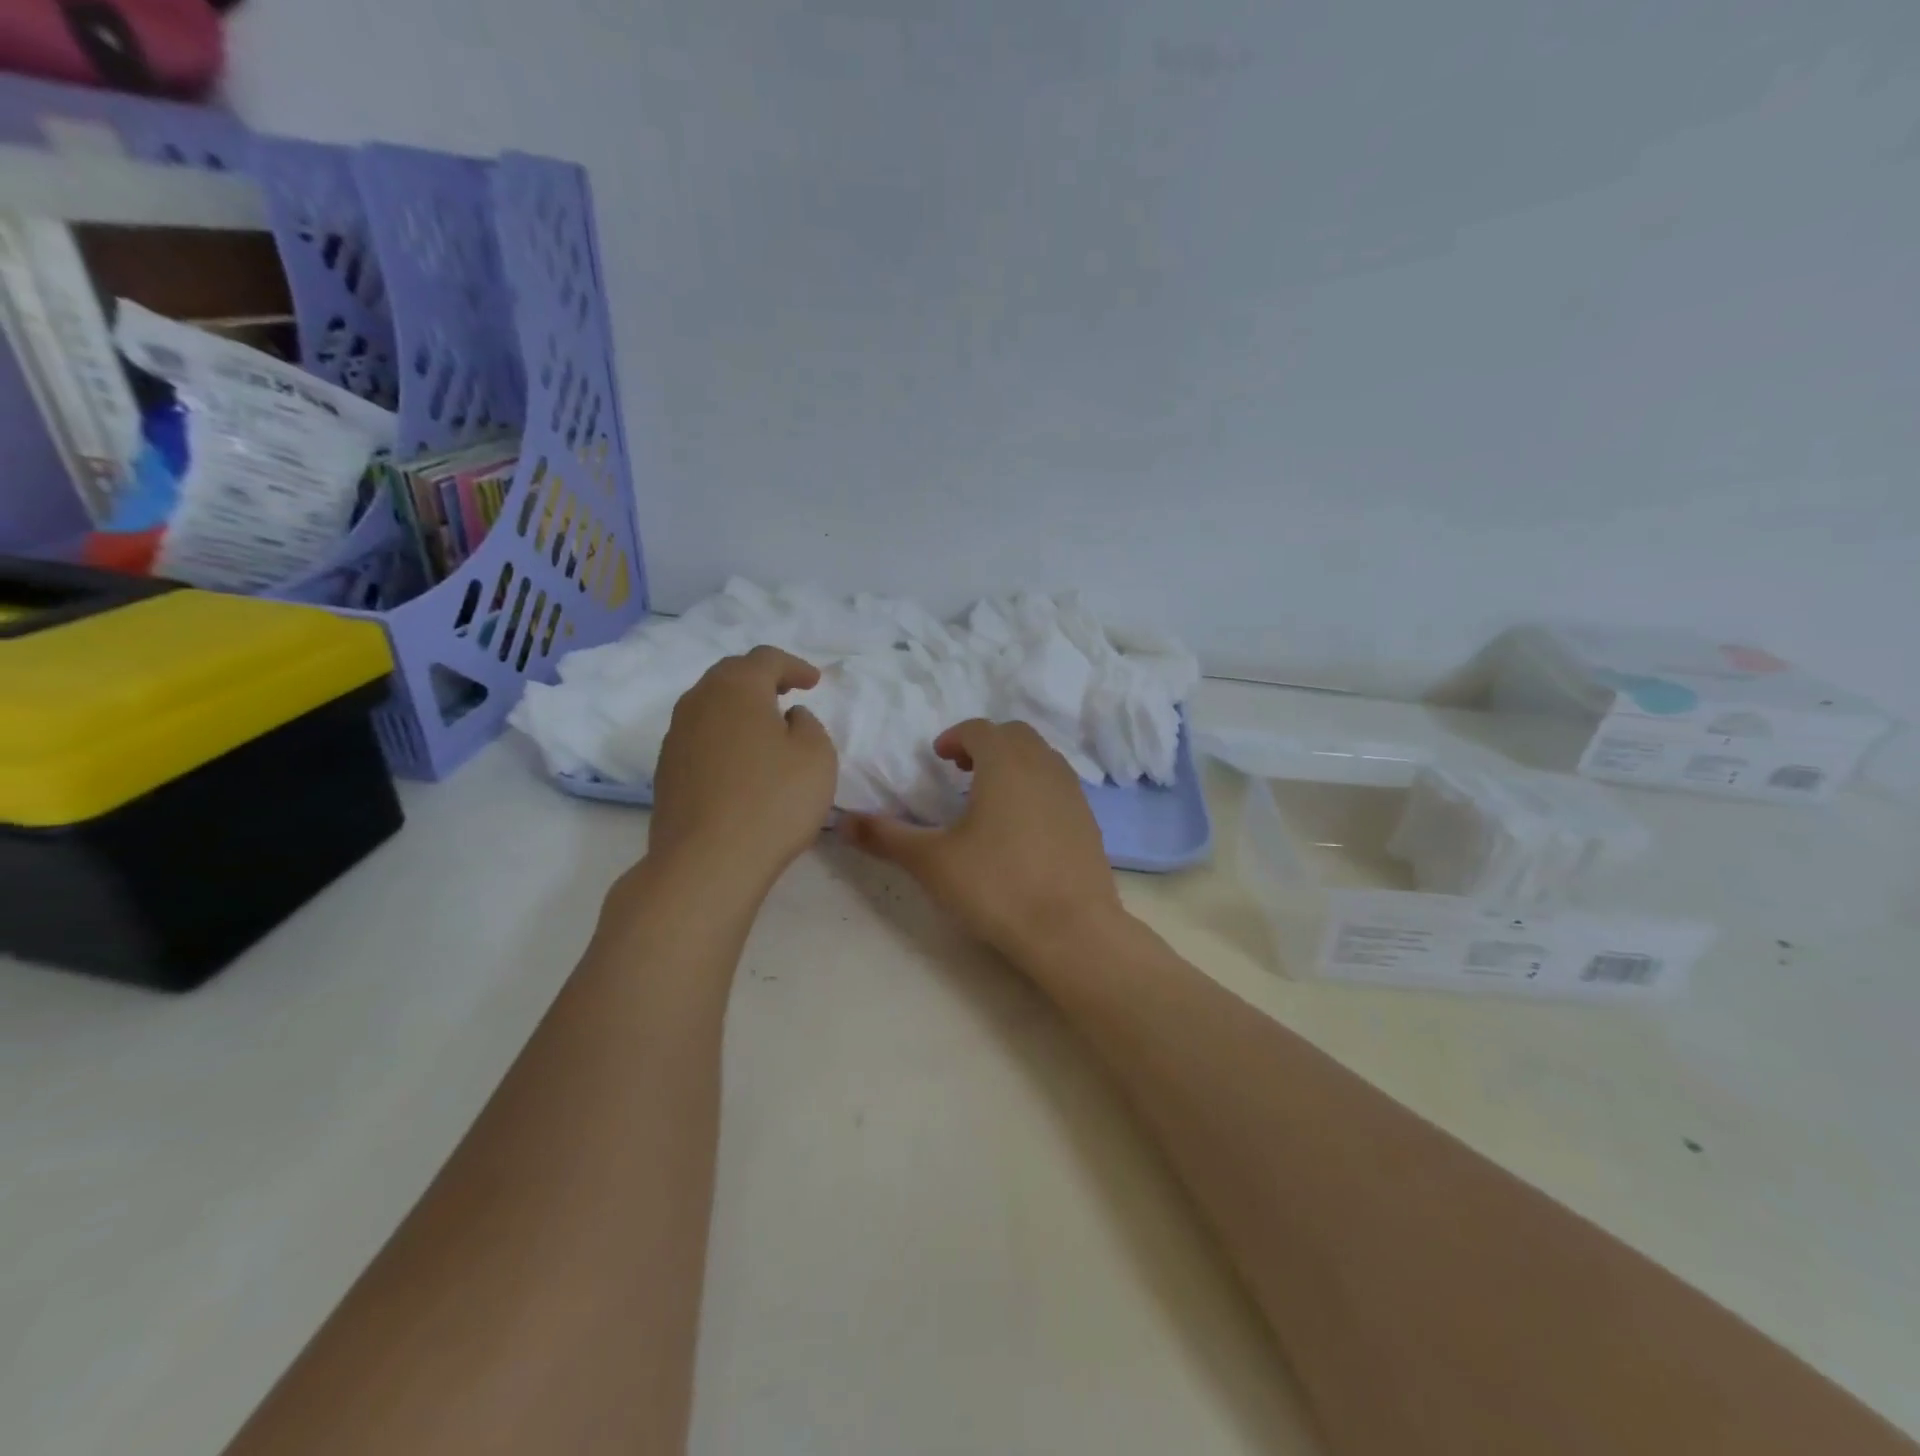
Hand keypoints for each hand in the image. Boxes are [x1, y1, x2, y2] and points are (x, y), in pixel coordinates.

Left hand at [645, 646, 836, 891]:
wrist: (707, 863)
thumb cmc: (773, 801)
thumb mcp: (817, 756)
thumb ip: (808, 725)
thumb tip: (787, 718)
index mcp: (736, 687)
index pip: (766, 659)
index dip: (794, 666)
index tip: (815, 682)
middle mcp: (698, 702)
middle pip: (731, 675)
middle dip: (761, 678)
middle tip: (787, 692)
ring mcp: (675, 737)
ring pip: (710, 705)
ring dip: (739, 708)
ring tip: (765, 726)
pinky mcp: (666, 771)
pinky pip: (700, 736)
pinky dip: (724, 735)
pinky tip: (741, 761)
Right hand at [841, 719, 1122, 961]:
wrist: (1071, 930)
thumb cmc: (996, 887)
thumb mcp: (931, 863)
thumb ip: (886, 837)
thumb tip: (842, 822)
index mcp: (1005, 763)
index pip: (979, 728)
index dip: (954, 736)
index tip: (938, 757)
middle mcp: (1043, 766)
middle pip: (1014, 734)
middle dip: (985, 743)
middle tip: (960, 770)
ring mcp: (1072, 792)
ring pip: (1041, 756)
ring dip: (1013, 761)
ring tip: (989, 795)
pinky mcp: (1088, 819)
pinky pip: (1058, 783)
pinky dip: (1036, 785)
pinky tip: (1021, 825)